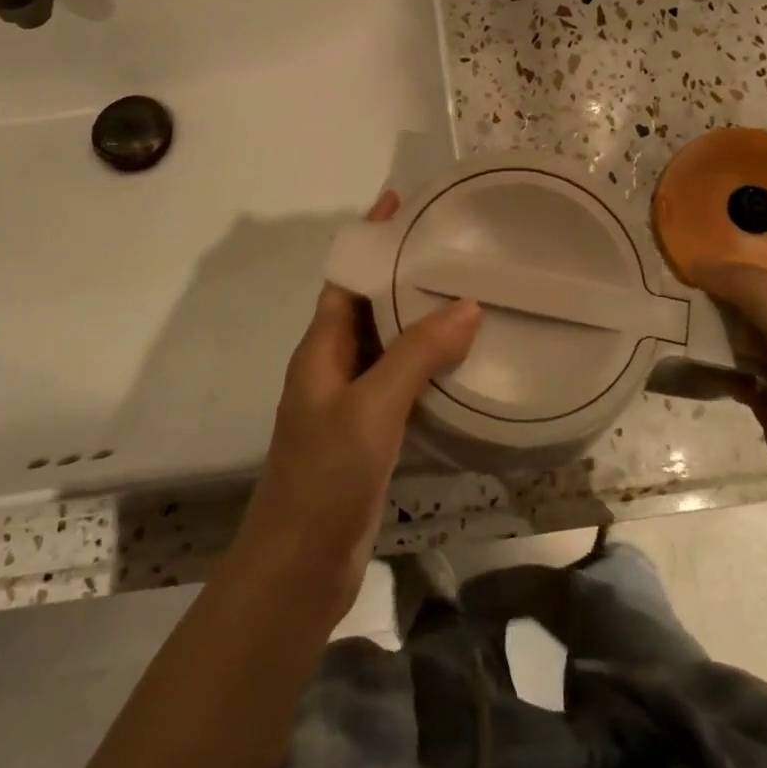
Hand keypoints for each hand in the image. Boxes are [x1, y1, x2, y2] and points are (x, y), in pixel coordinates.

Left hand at [229, 192, 481, 624]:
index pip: (346, 274)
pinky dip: (426, 363)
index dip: (371, 236)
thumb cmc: (325, 477)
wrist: (299, 566)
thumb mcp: (372, 408)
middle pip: (367, 303)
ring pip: (387, 342)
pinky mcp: (368, 432)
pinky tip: (461, 361)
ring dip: (418, 317)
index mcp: (320, 346)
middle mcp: (332, 364)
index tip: (404, 201)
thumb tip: (466, 304)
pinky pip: (399, 381)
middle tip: (453, 246)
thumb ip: (417, 355)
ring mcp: (349, 400)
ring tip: (467, 291)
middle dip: (402, 271)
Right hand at [689, 262, 766, 540]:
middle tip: (673, 329)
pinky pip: (727, 366)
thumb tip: (696, 265)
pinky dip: (709, 370)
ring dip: (702, 342)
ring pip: (728, 334)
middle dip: (704, 314)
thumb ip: (751, 290)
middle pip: (736, 301)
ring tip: (675, 353)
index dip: (711, 285)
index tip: (676, 302)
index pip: (748, 273)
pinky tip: (690, 378)